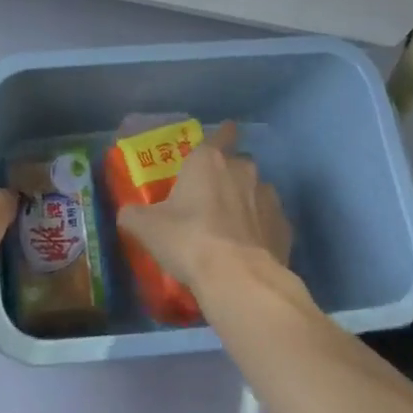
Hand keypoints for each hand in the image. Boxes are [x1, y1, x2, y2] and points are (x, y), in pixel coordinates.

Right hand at [117, 122, 291, 293]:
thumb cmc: (188, 240)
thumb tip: (127, 214)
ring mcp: (269, 198)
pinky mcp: (285, 228)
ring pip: (258, 191)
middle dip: (229, 174)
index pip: (222, 133)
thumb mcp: (146, 228)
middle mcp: (242, 170)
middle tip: (212, 196)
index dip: (222, 134)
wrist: (238, 279)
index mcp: (209, 160)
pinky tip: (250, 249)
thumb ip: (134, 215)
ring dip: (247, 202)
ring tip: (232, 227)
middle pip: (239, 163)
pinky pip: (271, 222)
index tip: (221, 139)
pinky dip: (262, 230)